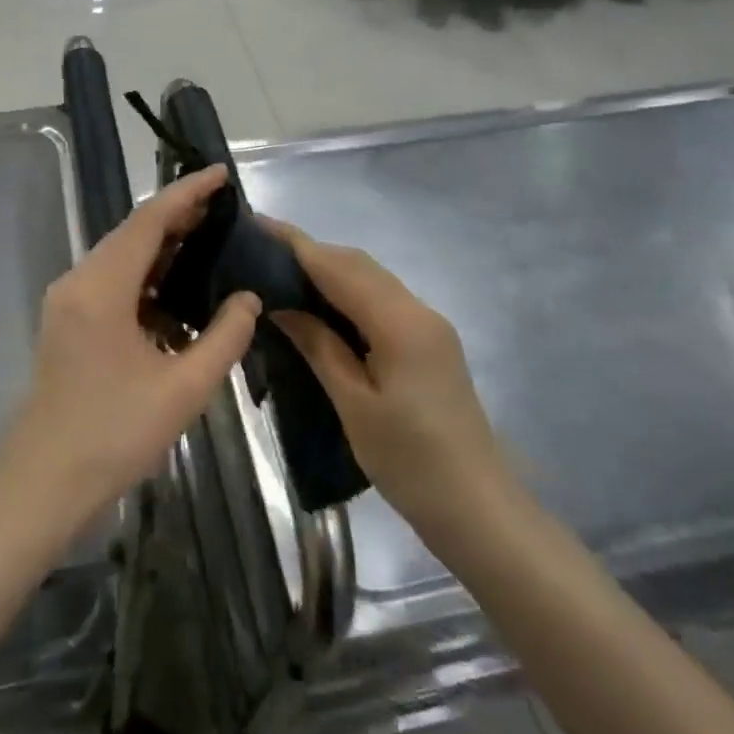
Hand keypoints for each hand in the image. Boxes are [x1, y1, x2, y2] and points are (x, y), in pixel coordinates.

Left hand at [0, 166, 260, 531]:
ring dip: (163, 247)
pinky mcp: (69, 320)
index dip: (186, 193)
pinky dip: (147, 278)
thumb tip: (248, 298)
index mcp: (101, 288)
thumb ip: (224, 337)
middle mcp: (79, 281)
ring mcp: (69, 300)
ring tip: (209, 241)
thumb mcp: (184, 389)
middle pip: (132, 233)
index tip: (219, 173)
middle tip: (224, 208)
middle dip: (178, 216)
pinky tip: (179, 292)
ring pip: (122, 257)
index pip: (149, 221)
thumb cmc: (114, 434)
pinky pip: (113, 282)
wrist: (44, 481)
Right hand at [266, 220, 508, 539]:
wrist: (478, 509)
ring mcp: (428, 325)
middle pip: (357, 264)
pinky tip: (319, 305)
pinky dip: (346, 291)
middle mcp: (418, 310)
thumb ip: (318, 345)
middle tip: (258, 252)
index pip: (339, 267)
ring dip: (327, 270)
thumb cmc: (410, 462)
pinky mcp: (428, 342)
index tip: (255, 224)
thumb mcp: (353, 404)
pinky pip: (380, 300)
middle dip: (309, 252)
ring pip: (370, 279)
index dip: (296, 244)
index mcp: (400, 323)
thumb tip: (280, 303)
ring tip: (279, 273)